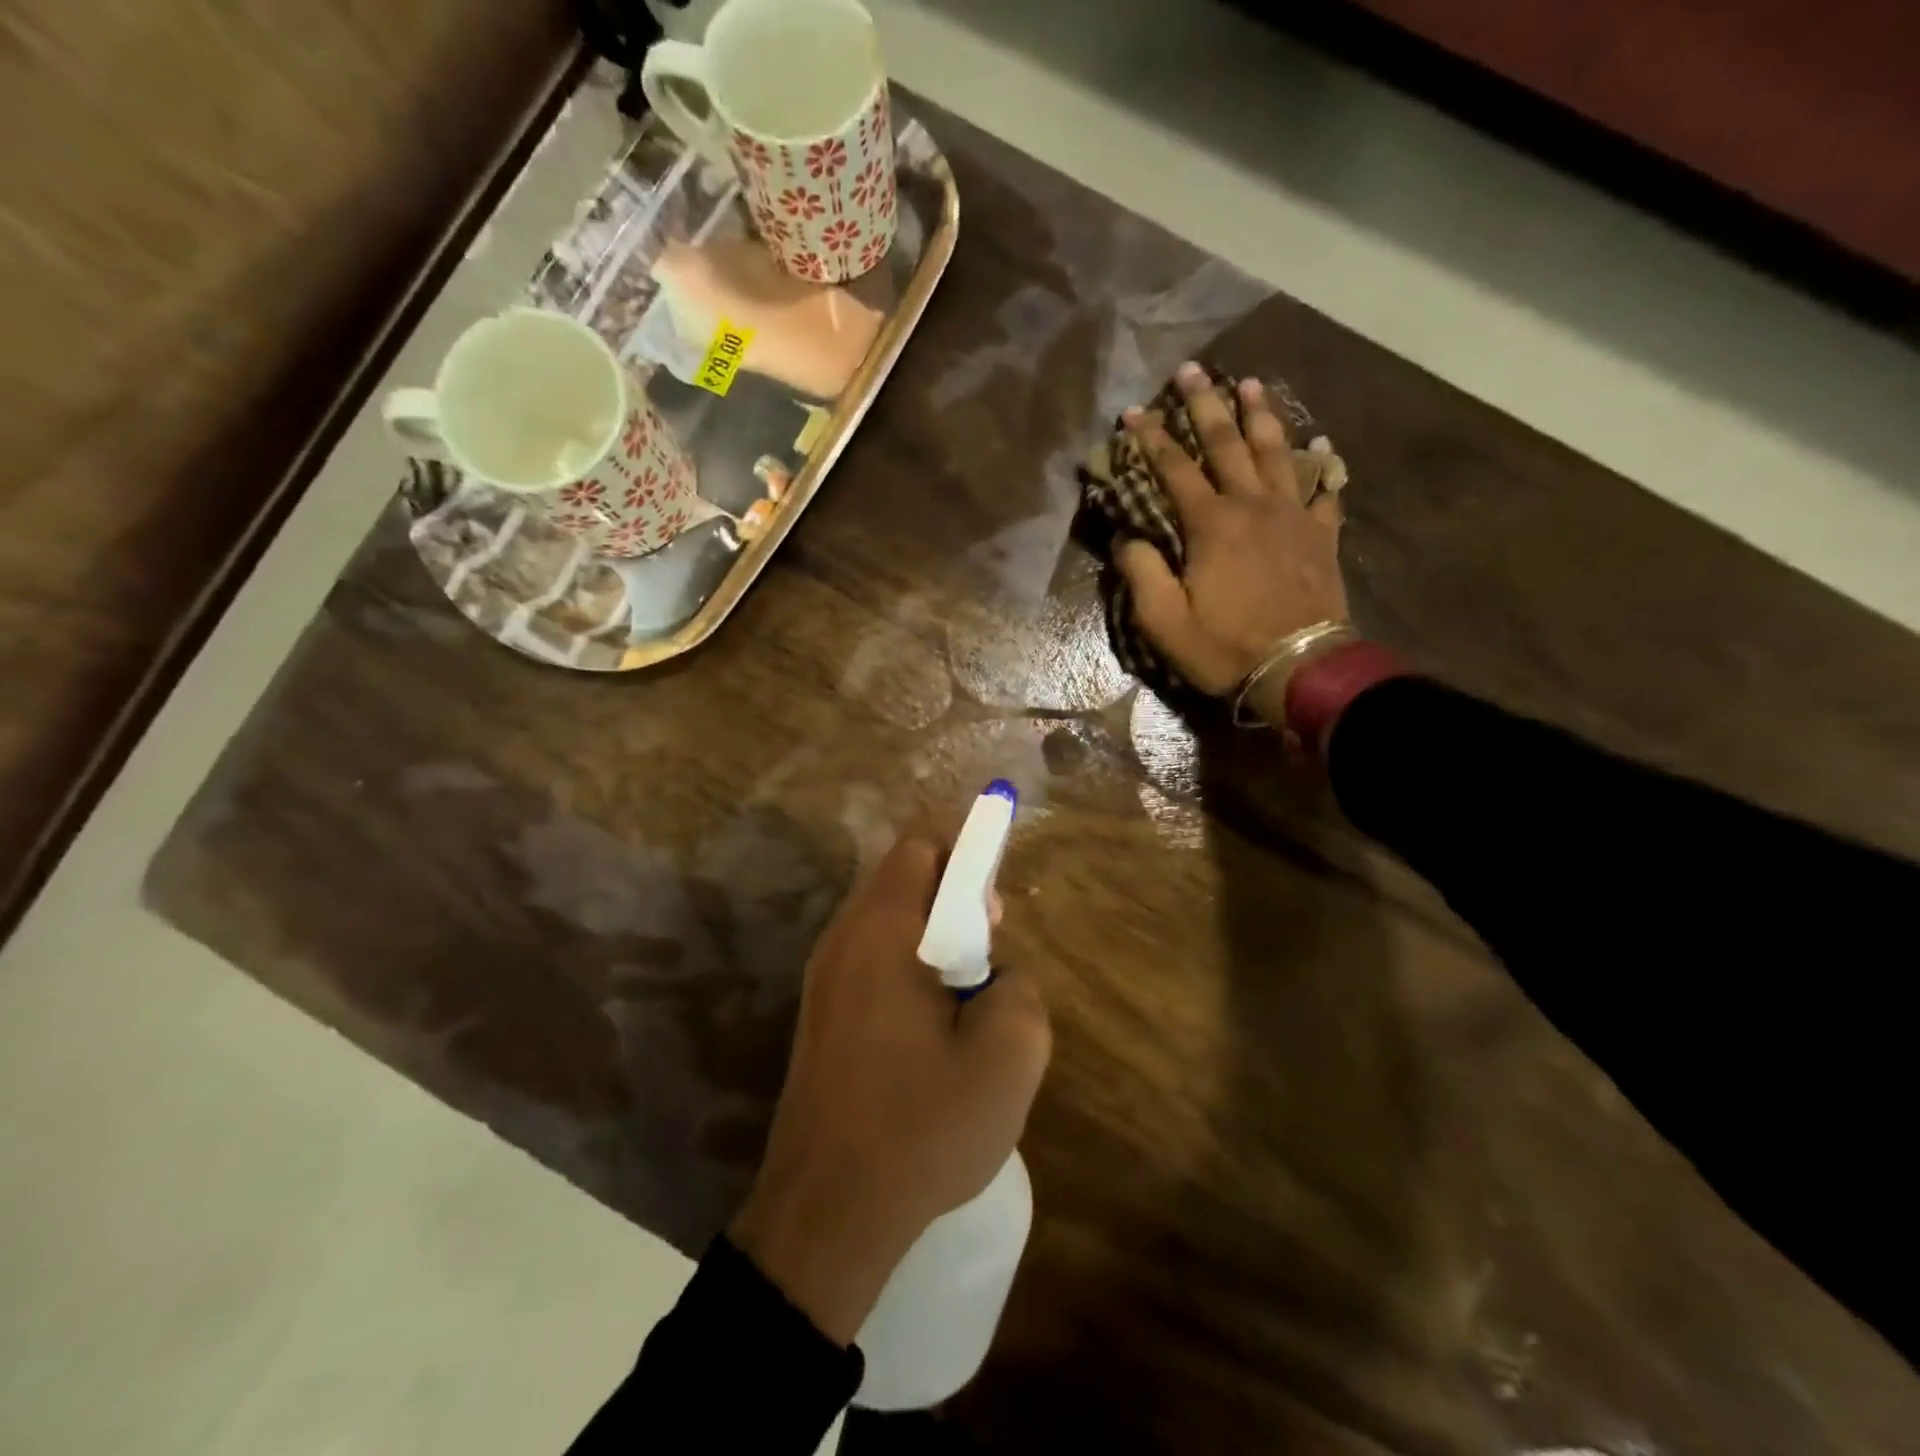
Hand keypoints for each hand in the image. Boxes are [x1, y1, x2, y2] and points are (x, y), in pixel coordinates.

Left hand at [729, 836, 1051, 1344]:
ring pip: (887, 923)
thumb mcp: (1007, 1057)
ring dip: (932, 940)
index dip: (966, 858)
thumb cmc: (921, 1126)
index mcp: (882, 930)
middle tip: (988, 958)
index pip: (921, 848)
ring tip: (965, 1000)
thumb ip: (1020, 990)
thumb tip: (997, 977)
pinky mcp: (820, 1014)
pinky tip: (930, 1032)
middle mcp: (843, 939)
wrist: (826, 1213)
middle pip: (902, 880)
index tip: (994, 913)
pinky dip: (907, 969)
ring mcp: (823, 978)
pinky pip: (870, 961)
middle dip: (953, 901)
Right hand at [1118, 363, 1348, 720]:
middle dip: (1205, 404)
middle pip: (1227, 443)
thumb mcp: (1163, 621)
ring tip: (1250, 384)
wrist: (1300, 668)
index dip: (1151, 438)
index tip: (1133, 411)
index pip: (1174, 468)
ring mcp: (1293, 517)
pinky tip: (1321, 446)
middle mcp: (1252, 506)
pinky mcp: (1321, 536)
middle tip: (1192, 369)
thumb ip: (1141, 573)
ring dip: (1260, 416)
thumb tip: (1129, 539)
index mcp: (1210, 524)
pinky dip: (1322, 465)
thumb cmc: (1224, 647)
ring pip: (1276, 453)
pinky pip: (1324, 490)